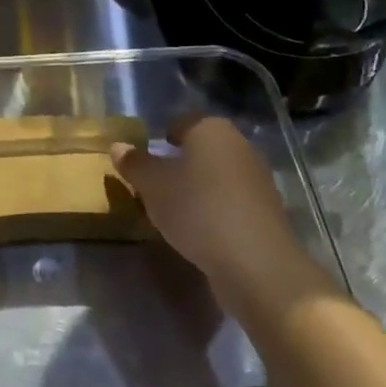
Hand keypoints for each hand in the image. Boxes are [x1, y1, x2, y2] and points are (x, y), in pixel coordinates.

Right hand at [111, 118, 336, 317]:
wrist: (256, 263)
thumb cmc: (197, 210)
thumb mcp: (152, 186)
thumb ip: (134, 164)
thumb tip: (118, 146)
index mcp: (211, 129)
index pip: (181, 122)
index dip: (160, 139)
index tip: (144, 162)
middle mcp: (239, 145)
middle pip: (200, 149)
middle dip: (178, 165)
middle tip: (153, 187)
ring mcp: (257, 178)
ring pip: (216, 176)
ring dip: (197, 188)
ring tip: (173, 212)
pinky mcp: (267, 210)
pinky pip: (230, 201)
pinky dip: (214, 209)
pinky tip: (200, 231)